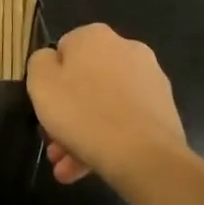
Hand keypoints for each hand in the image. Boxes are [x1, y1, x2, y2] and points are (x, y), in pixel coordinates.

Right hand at [26, 24, 187, 185]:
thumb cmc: (83, 113)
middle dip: (67, 114)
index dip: (50, 81)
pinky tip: (92, 166)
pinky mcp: (164, 109)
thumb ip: (39, 62)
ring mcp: (150, 80)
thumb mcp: (40, 83)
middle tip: (54, 145)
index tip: (45, 108)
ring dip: (83, 132)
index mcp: (95, 36)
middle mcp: (127, 49)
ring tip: (68, 168)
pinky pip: (126, 120)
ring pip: (105, 104)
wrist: (145, 157)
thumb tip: (52, 61)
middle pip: (85, 81)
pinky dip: (108, 138)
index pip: (62, 51)